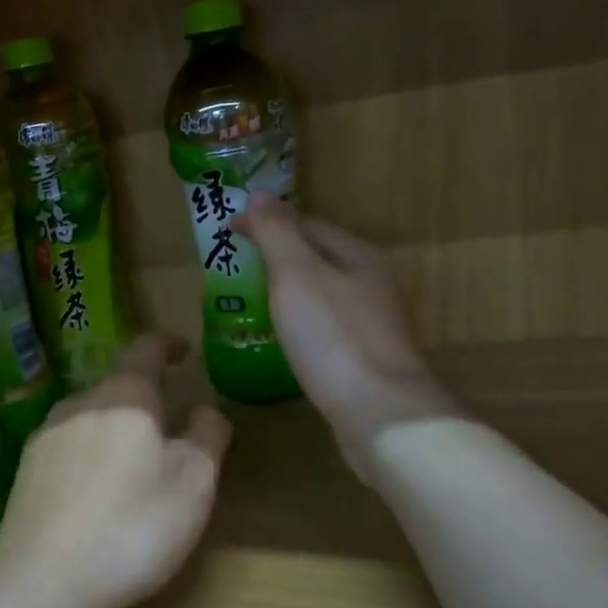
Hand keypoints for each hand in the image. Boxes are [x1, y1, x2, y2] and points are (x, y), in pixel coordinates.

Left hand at [0, 334, 231, 607]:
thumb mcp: (193, 483)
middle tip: (169, 427)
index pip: (145, 349)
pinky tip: (95, 491)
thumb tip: (206, 408)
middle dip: (144, 399)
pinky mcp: (26, 469)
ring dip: (115, 427)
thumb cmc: (132, 526)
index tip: (183, 349)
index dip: (167, 344)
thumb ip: (206, 436)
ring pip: (90, 416)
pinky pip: (68, 446)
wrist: (43, 580)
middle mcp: (79, 403)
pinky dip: (90, 454)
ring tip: (134, 463)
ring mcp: (46, 435)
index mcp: (123, 396)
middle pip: (116, 386)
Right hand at [238, 192, 453, 471]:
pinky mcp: (366, 358)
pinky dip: (300, 320)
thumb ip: (277, 233)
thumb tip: (260, 194)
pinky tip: (284, 337)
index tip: (228, 231)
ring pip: (323, 292)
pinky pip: (326, 325)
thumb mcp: (296, 274)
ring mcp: (373, 323)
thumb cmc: (332, 336)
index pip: (307, 224)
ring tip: (252, 298)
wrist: (380, 412)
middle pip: (319, 256)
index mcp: (357, 255)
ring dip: (289, 289)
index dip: (266, 222)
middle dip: (279, 254)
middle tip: (236, 264)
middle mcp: (371, 283)